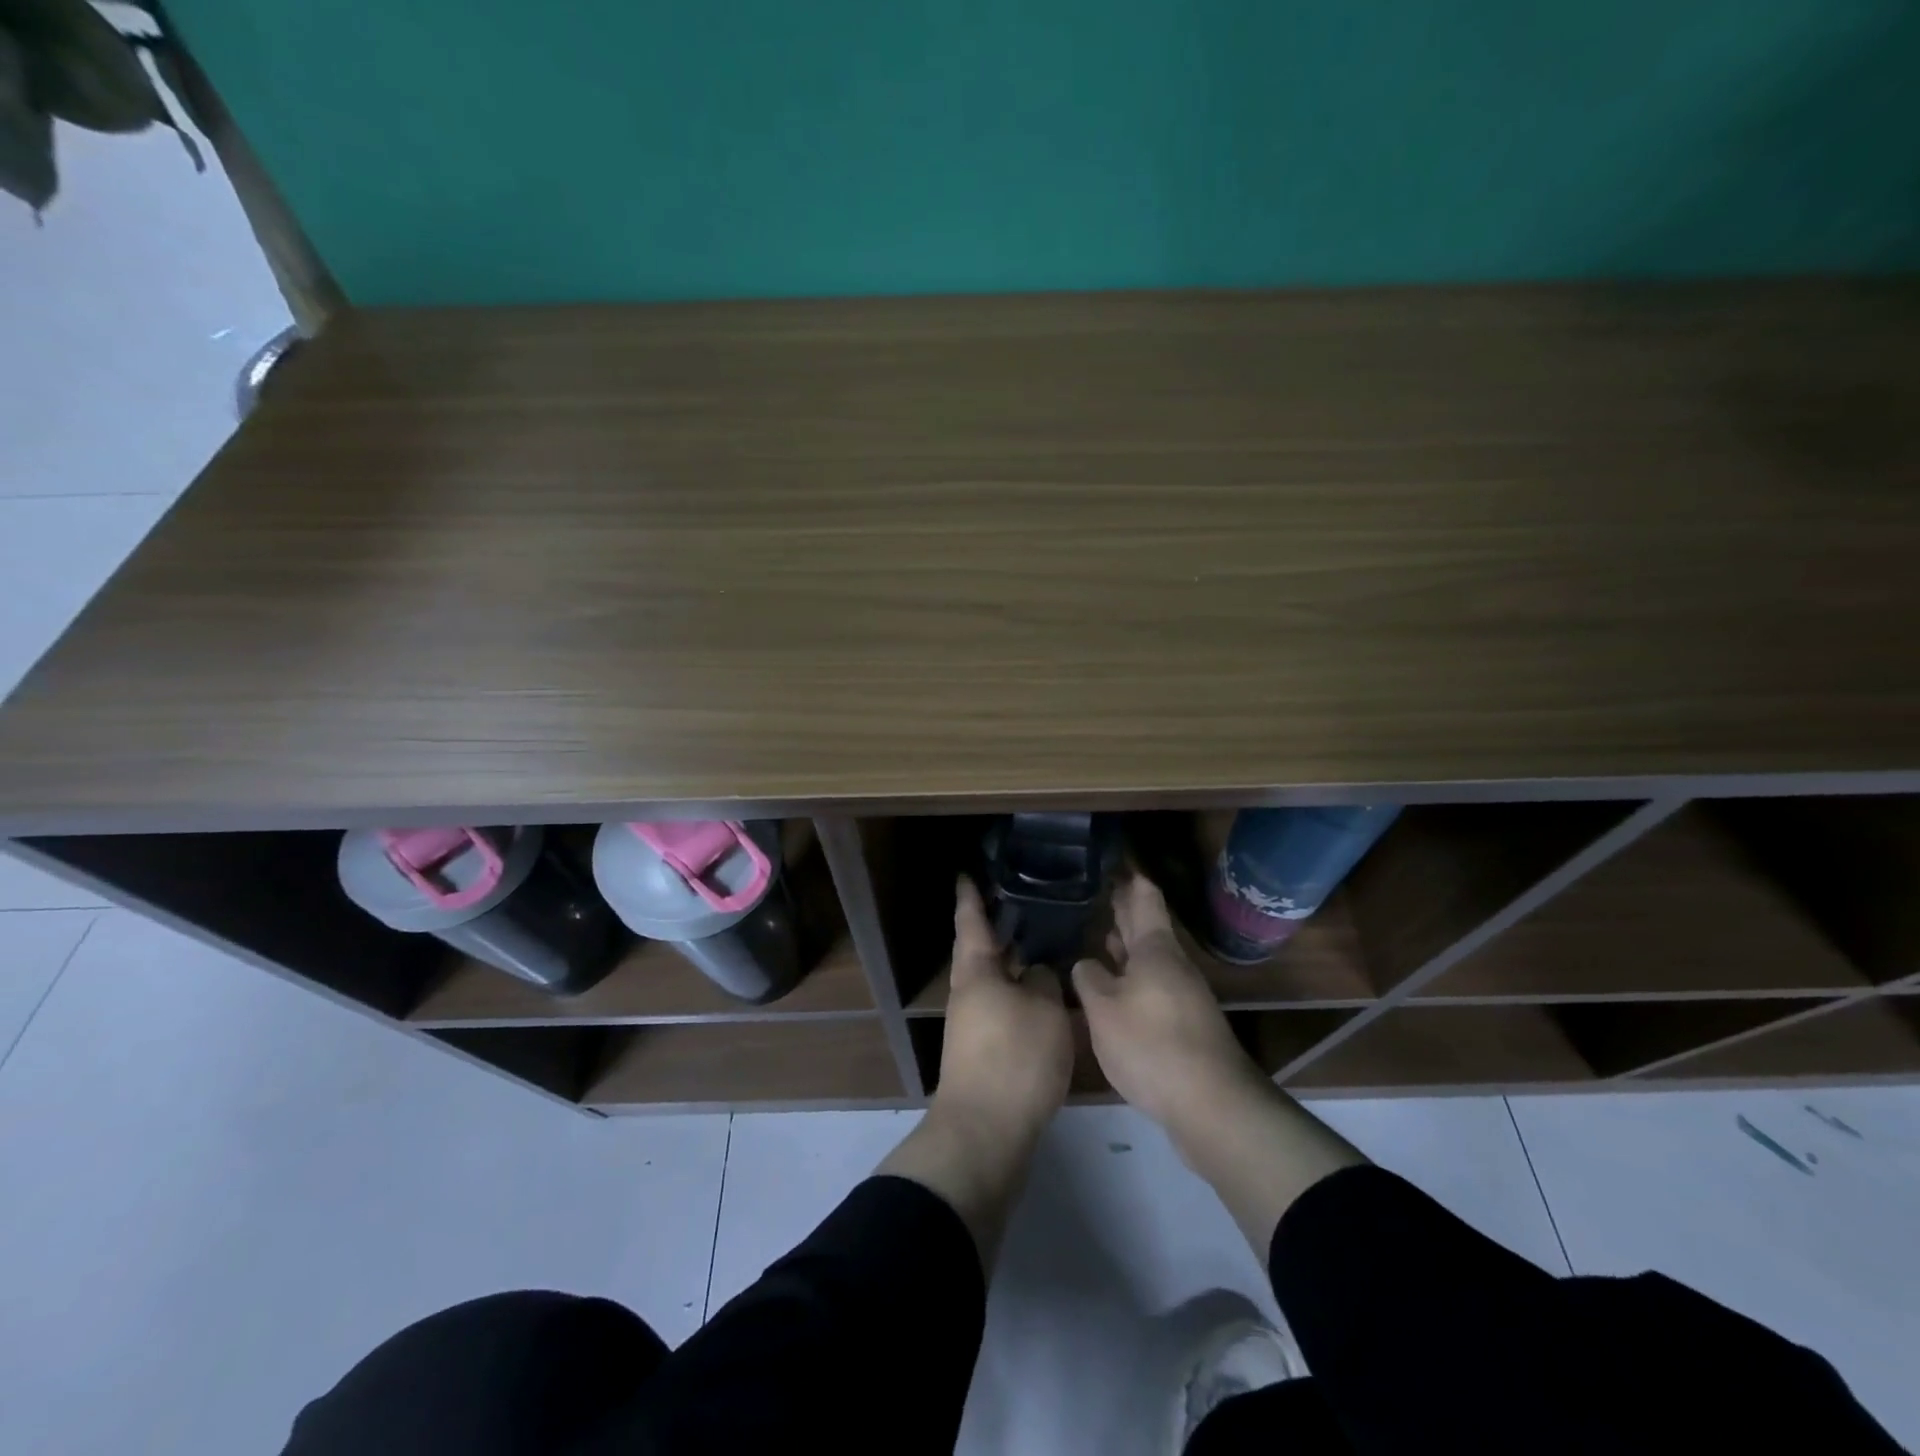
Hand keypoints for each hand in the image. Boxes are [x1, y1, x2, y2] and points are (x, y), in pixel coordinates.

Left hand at [935, 876, 1072, 1141]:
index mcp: (976, 971)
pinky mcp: (986, 1050)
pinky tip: (1048, 994)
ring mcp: (974, 1023)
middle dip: (999, 927)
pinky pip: (1005, 1005)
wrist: (986, 1132)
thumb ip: (1043, 982)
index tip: (967, 872)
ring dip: (1014, 961)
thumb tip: (1036, 973)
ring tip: (1045, 942)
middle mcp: (969, 991)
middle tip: (1027, 901)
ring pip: (996, 979)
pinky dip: (1022, 992)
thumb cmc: (1014, 1058)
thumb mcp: (1043, 1011)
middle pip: (982, 949)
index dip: (970, 895)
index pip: (971, 920)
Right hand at [1072, 872, 1267, 1129]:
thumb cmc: (1152, 1045)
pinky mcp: (1182, 1023)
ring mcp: (1181, 994)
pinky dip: (1128, 974)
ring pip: (1147, 957)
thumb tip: (1086, 963)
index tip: (1105, 859)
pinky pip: (1149, 983)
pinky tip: (1109, 985)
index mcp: (1155, 948)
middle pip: (1146, 925)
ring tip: (1093, 932)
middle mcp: (1172, 964)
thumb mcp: (1103, 1009)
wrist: (1211, 1106)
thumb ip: (1089, 979)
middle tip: (1089, 892)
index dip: (1126, 876)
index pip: (1143, 896)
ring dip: (1123, 944)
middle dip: (1120, 908)